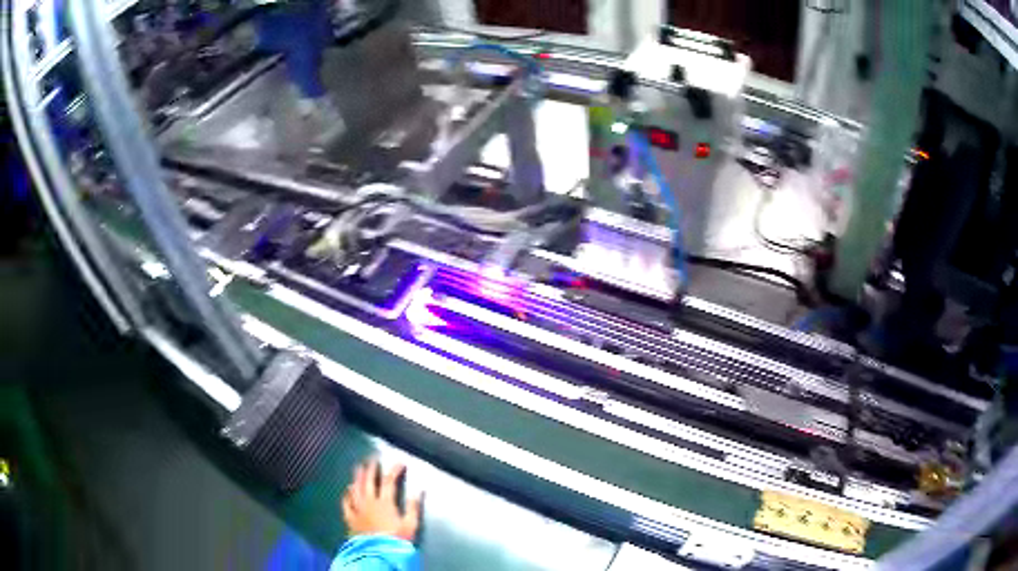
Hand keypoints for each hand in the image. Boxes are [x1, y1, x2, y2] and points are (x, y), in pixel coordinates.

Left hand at [342, 459, 421, 541]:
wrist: (379, 553)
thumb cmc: (397, 539)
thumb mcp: (410, 525)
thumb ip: (413, 507)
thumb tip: (418, 491)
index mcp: (384, 502)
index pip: (388, 481)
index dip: (394, 469)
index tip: (400, 463)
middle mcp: (369, 502)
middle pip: (368, 480)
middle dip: (371, 468)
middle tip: (372, 459)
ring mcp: (357, 509)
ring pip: (355, 488)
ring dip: (357, 477)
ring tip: (358, 468)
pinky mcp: (350, 518)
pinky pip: (346, 503)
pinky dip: (346, 494)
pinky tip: (347, 490)